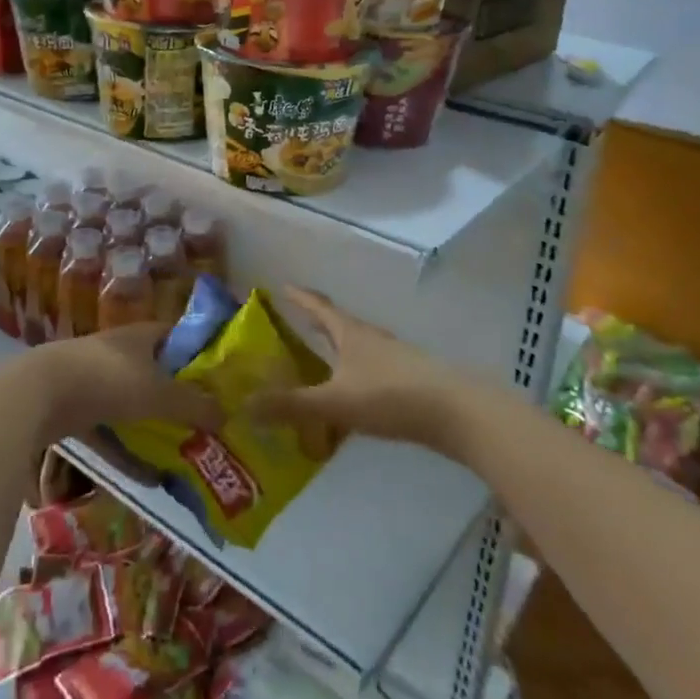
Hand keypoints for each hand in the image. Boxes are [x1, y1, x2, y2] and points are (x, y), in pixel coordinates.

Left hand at [24, 323, 221, 445]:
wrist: (37, 396)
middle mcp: (117, 354)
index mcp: (138, 337)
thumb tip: (227, 415)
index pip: (175, 336)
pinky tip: (150, 479)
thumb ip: (194, 405)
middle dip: (178, 398)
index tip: (219, 377)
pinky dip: (127, 454)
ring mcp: (93, 382)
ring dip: (153, 429)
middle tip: (206, 422)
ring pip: (131, 407)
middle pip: (155, 374)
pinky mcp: (74, 412)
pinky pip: (109, 434)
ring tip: (184, 453)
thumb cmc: (107, 380)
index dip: (197, 352)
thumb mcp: (159, 394)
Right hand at [250, 286, 471, 451]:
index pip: (319, 307)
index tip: (283, 286)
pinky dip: (353, 377)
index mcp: (350, 333)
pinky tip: (350, 397)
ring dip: (336, 351)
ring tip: (317, 361)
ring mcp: (393, 358)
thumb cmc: (390, 396)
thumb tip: (243, 405)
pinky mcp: (408, 381)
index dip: (300, 297)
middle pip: (338, 325)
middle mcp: (371, 339)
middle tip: (294, 324)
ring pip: (356, 349)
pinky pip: (370, 372)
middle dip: (316, 323)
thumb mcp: (334, 402)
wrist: (456, 412)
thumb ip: (290, 405)